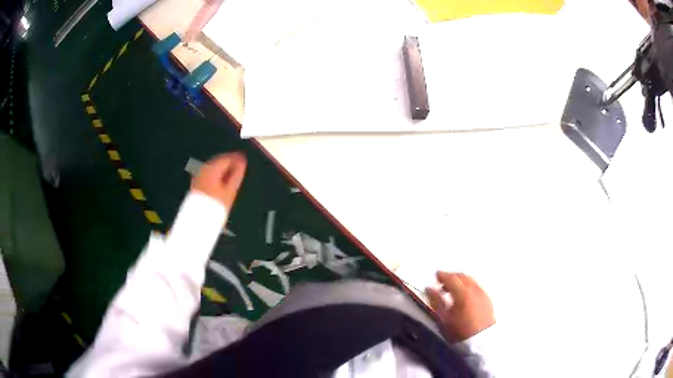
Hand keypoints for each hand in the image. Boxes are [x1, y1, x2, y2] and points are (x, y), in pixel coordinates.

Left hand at [191, 152, 246, 208]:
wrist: (199, 218)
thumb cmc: (214, 206)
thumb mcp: (230, 190)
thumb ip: (237, 174)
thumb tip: (242, 164)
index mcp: (211, 168)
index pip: (227, 157)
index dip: (237, 158)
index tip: (243, 160)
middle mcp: (203, 169)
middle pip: (219, 161)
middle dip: (229, 164)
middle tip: (239, 168)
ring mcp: (198, 176)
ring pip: (213, 168)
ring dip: (223, 170)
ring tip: (232, 177)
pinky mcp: (196, 183)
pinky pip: (208, 175)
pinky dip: (216, 176)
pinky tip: (221, 183)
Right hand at [426, 272, 494, 342]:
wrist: (481, 341)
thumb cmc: (459, 332)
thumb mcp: (443, 319)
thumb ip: (436, 301)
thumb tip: (429, 288)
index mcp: (463, 293)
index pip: (452, 278)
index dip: (442, 275)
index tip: (435, 275)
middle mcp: (475, 289)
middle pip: (463, 276)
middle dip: (452, 276)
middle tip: (442, 281)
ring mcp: (483, 293)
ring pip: (471, 280)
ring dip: (460, 281)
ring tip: (452, 290)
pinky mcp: (488, 299)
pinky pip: (476, 286)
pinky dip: (468, 286)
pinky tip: (464, 296)